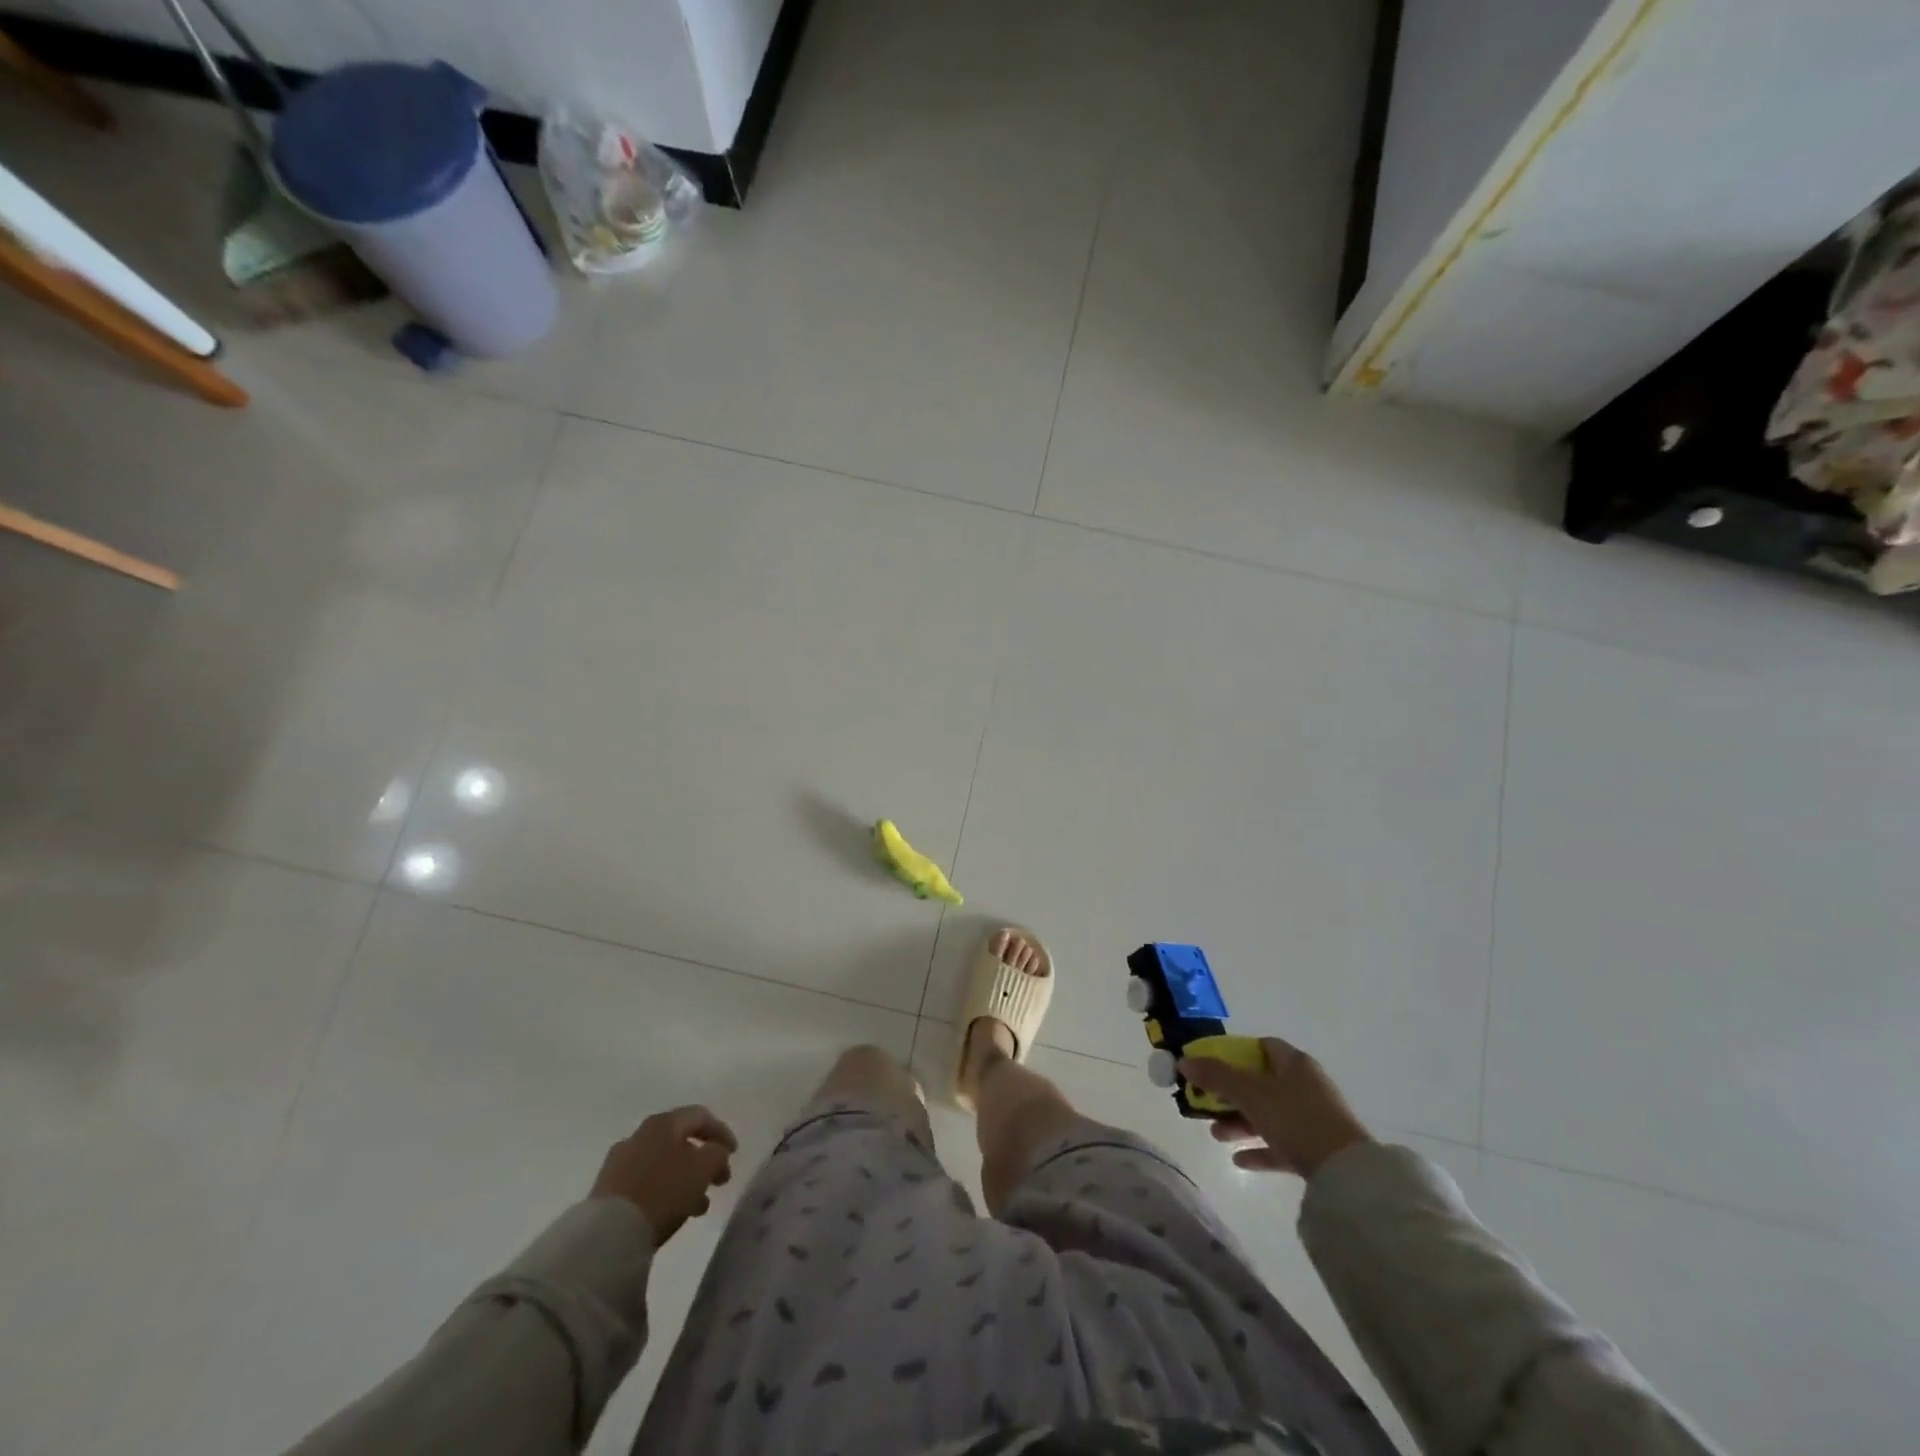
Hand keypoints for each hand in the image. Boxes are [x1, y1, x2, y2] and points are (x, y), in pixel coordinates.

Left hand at [590, 1105, 737, 1244]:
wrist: (607, 1235)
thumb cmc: (663, 1191)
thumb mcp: (703, 1168)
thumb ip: (717, 1153)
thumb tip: (715, 1151)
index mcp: (663, 1123)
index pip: (700, 1116)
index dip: (721, 1131)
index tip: (734, 1153)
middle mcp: (640, 1135)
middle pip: (680, 1140)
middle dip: (703, 1160)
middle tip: (719, 1180)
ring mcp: (620, 1162)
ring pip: (663, 1163)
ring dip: (685, 1179)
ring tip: (699, 1205)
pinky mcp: (607, 1190)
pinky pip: (646, 1182)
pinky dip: (665, 1191)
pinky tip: (673, 1212)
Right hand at [1181, 1036, 1372, 1178]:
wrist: (1346, 1174)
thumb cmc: (1296, 1118)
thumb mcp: (1249, 1092)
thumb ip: (1215, 1075)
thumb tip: (1183, 1061)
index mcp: (1294, 1063)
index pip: (1261, 1046)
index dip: (1234, 1053)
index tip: (1210, 1066)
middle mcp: (1306, 1085)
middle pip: (1260, 1083)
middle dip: (1230, 1094)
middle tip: (1206, 1104)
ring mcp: (1313, 1119)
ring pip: (1268, 1114)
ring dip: (1240, 1122)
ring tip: (1216, 1134)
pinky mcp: (1318, 1150)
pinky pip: (1281, 1144)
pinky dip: (1259, 1148)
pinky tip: (1238, 1160)